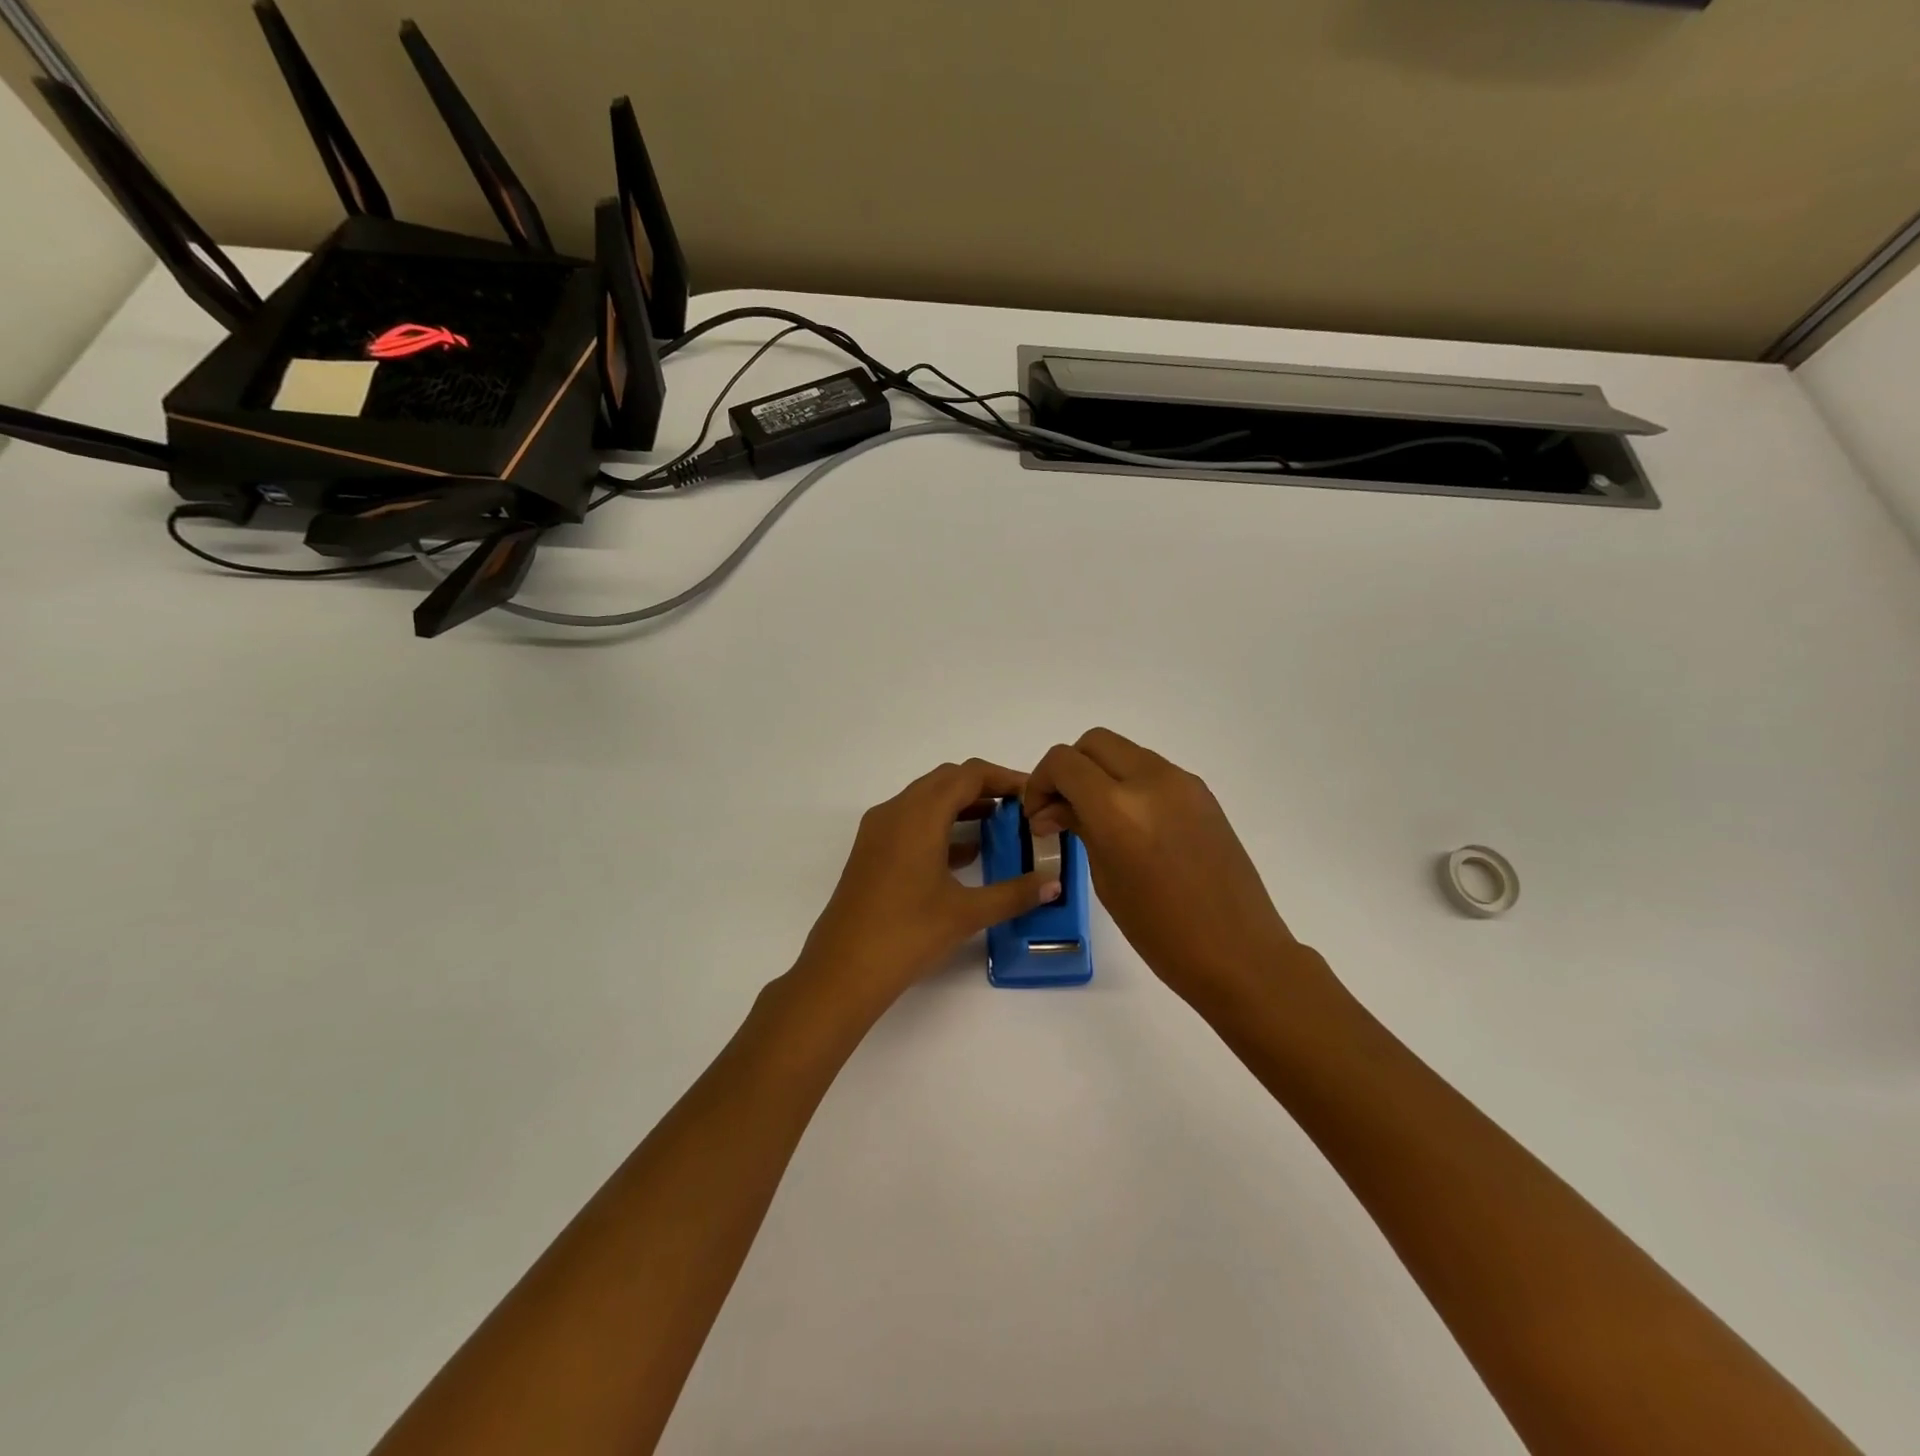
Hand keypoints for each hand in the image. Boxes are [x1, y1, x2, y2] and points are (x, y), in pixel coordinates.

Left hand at [796, 760, 1061, 1014]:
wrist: (842, 970)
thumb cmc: (907, 934)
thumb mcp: (966, 913)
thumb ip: (1014, 893)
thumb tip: (1054, 884)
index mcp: (919, 815)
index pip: (968, 775)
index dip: (1004, 778)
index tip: (1032, 793)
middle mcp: (895, 811)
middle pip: (945, 780)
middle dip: (984, 788)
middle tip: (1019, 809)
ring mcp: (878, 830)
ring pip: (926, 800)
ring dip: (961, 806)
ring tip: (1000, 827)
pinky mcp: (871, 851)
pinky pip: (911, 822)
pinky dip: (940, 826)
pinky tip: (966, 854)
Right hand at [1024, 729, 1319, 1004]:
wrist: (1239, 952)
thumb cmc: (1160, 932)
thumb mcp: (1106, 879)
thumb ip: (1079, 829)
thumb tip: (1055, 810)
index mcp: (1117, 807)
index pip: (1063, 762)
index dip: (1040, 782)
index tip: (1038, 815)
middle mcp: (1150, 780)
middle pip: (1093, 743)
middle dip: (1069, 769)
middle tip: (1061, 809)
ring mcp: (1182, 782)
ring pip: (1124, 751)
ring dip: (1100, 773)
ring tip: (1095, 818)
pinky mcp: (1202, 792)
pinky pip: (1152, 770)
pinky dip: (1129, 783)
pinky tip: (1130, 824)